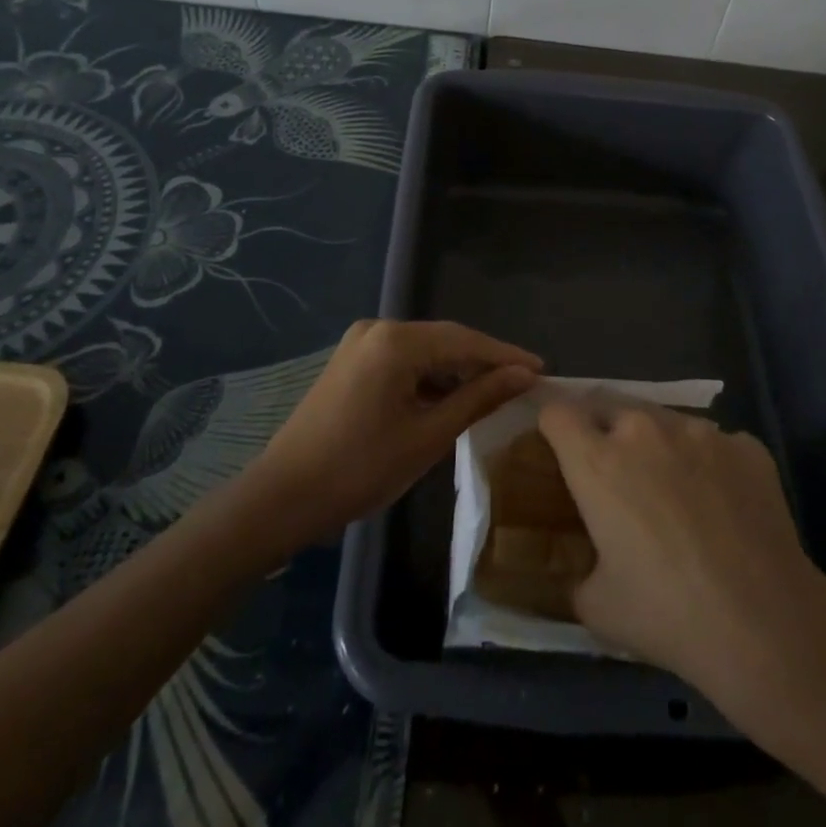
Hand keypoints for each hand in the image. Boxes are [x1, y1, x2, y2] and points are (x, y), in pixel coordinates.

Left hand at [246, 319, 540, 541]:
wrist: (283, 497)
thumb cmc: (361, 468)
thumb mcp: (429, 435)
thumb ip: (479, 398)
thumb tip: (524, 374)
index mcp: (396, 341)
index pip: (465, 341)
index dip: (505, 355)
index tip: (542, 369)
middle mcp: (378, 329)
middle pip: (444, 340)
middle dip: (483, 361)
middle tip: (522, 382)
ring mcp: (360, 343)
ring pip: (424, 350)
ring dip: (456, 370)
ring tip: (493, 392)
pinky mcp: (351, 361)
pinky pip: (402, 360)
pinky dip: (429, 377)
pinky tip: (449, 398)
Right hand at [538, 399, 825, 701]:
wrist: (765, 623)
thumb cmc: (668, 615)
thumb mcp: (598, 607)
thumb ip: (577, 573)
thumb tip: (581, 569)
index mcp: (598, 461)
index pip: (557, 413)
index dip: (553, 428)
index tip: (559, 450)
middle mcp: (644, 430)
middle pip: (609, 407)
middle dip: (605, 432)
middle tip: (617, 478)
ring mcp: (700, 431)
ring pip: (664, 421)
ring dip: (659, 445)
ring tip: (676, 492)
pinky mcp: (745, 444)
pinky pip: (715, 443)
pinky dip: (709, 463)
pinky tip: (724, 507)